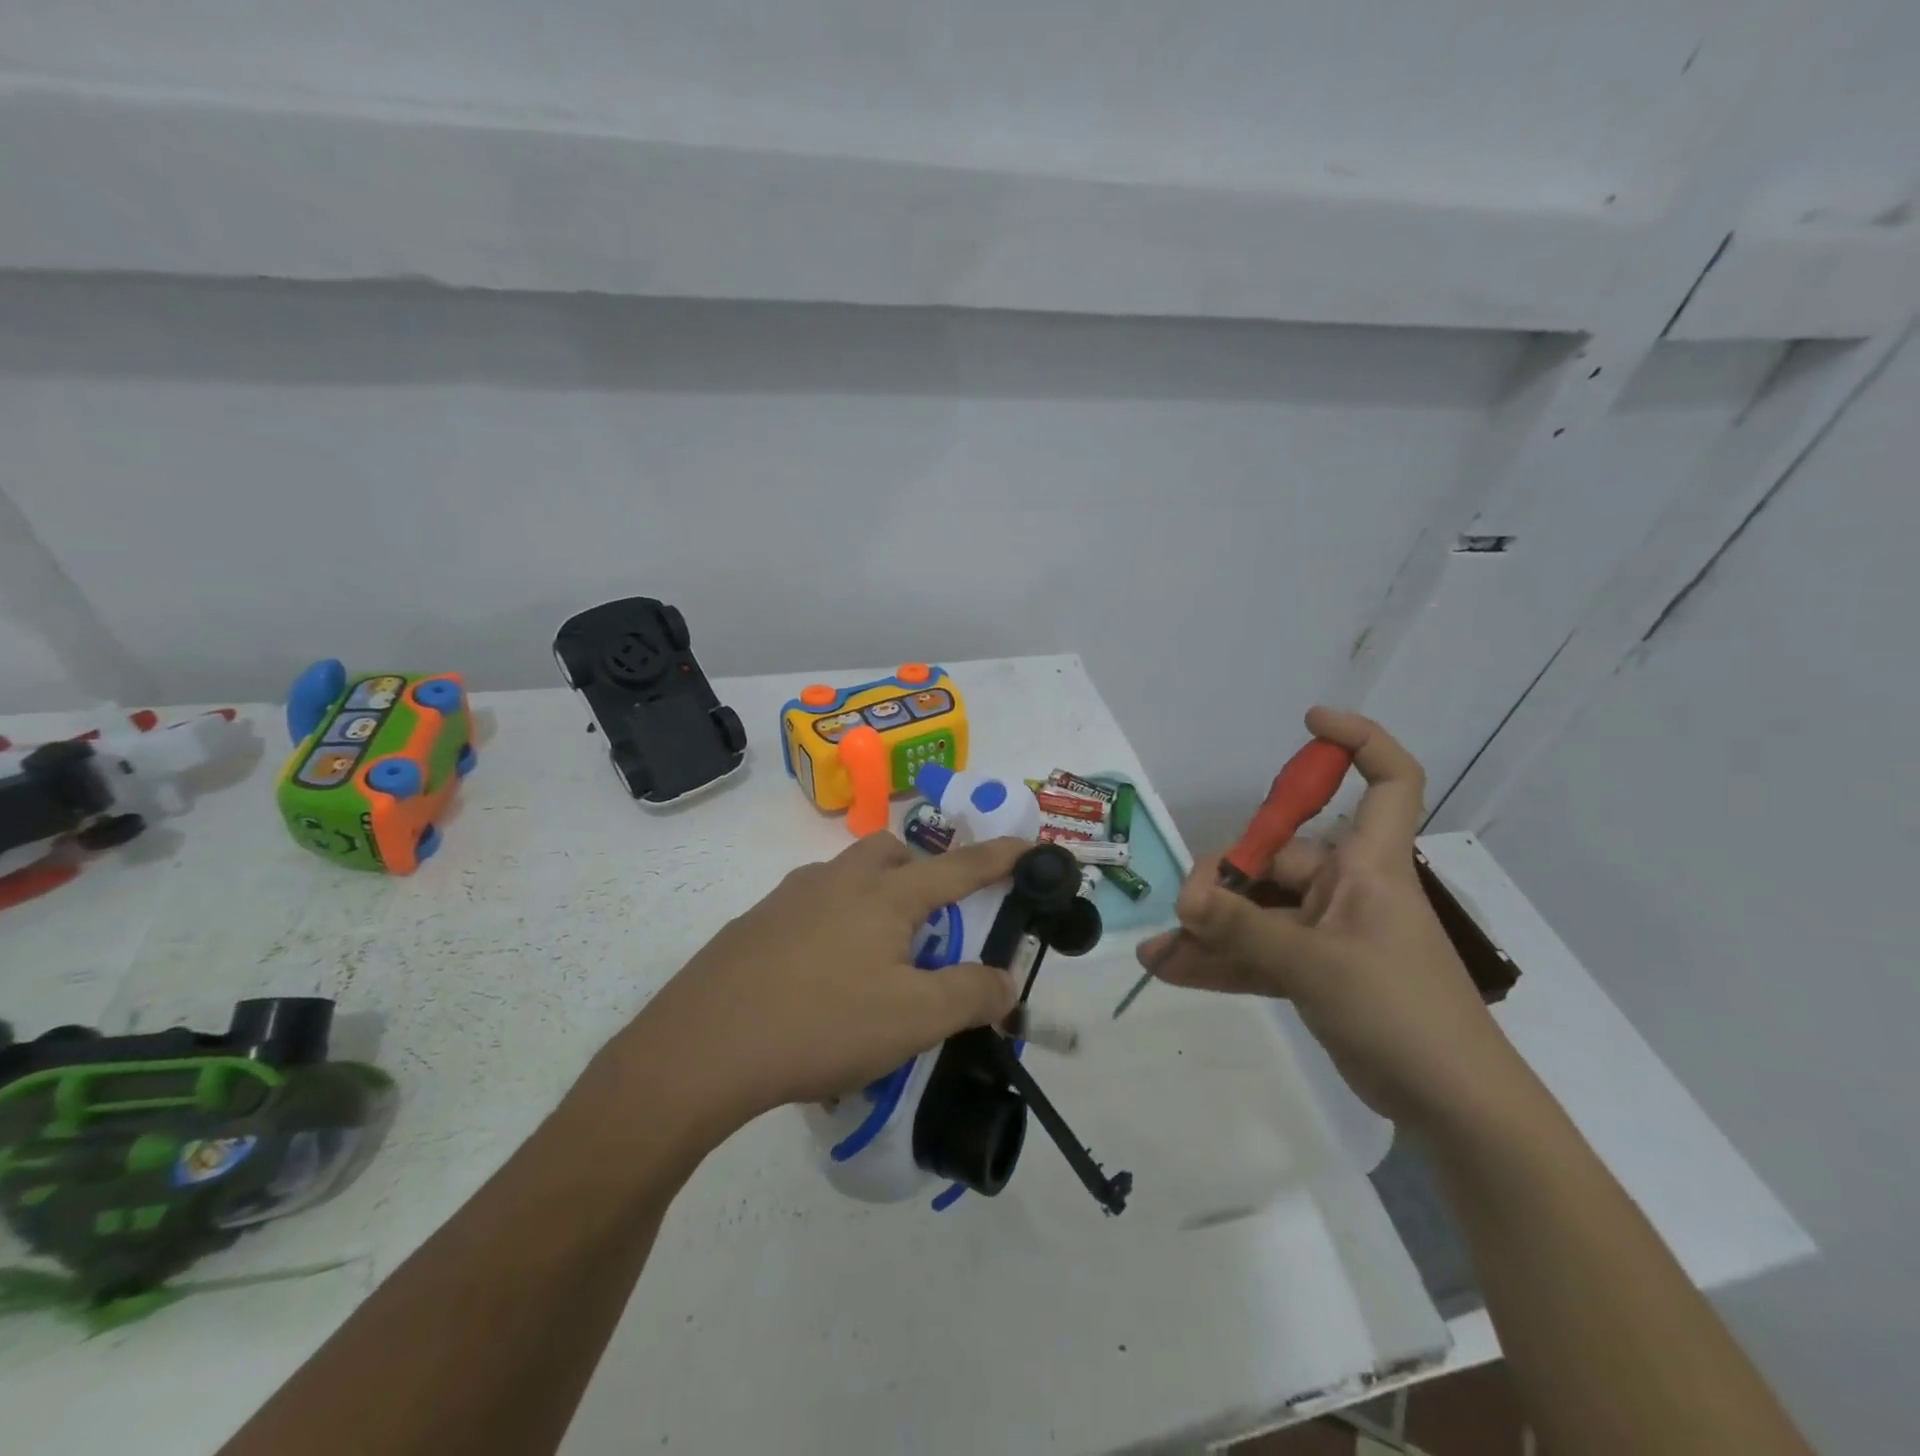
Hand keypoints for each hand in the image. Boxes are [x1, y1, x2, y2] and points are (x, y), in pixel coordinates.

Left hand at [626, 833, 1026, 1140]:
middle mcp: (838, 881)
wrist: (702, 1047)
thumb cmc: (821, 1023)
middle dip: (921, 872)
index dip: (1000, 857)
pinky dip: (833, 925)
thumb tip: (1006, 980)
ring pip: (846, 877)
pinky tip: (822, 979)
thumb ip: (971, 994)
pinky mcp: (755, 924)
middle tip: (930, 922)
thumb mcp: (913, 1019)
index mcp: (885, 895)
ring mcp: (789, 898)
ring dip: (874, 898)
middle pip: (892, 852)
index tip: (1029, 847)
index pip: (959, 867)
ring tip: (877, 957)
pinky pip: (810, 907)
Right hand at [1138, 707, 1520, 1128]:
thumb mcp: (1315, 964)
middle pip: (1277, 857)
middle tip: (1184, 913)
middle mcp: (1348, 887)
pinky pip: (1259, 952)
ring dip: (1211, 929)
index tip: (1309, 724)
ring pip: (1258, 912)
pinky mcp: (1317, 971)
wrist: (1452, 1106)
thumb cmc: (1401, 1011)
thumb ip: (1243, 929)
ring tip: (1160, 950)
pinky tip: (1171, 971)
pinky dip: (1220, 961)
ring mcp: (1330, 931)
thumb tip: (1183, 902)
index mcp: (1369, 865)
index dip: (1357, 743)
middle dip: (1224, 882)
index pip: (1388, 782)